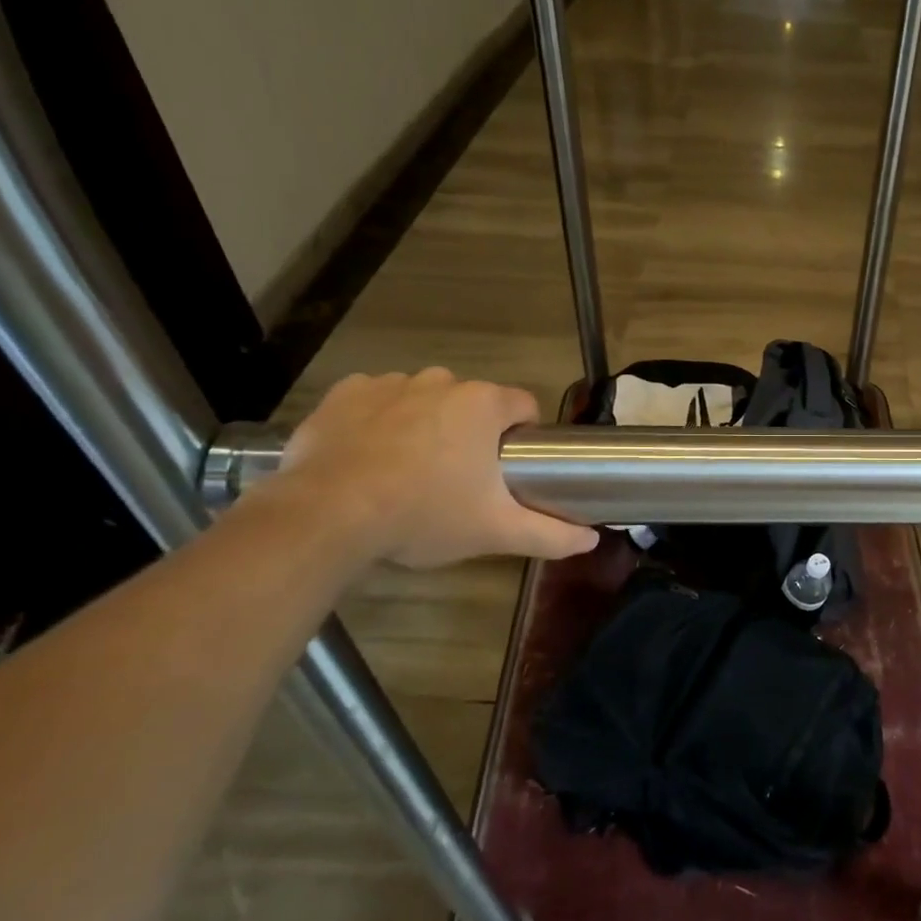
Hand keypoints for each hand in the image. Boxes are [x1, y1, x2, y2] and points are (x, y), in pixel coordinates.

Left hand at [268, 369, 597, 568]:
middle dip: (471, 433)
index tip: (507, 470)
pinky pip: (376, 400)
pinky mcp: (345, 394)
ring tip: (408, 472)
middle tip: (457, 480)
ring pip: (424, 399)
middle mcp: (441, 380)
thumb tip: (592, 540)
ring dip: (425, 424)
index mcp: (483, 405)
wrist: (328, 516)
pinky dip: (378, 420)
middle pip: (472, 403)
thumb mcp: (495, 531)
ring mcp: (389, 382)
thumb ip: (550, 534)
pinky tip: (369, 457)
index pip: (524, 407)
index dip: (522, 437)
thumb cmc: (424, 515)